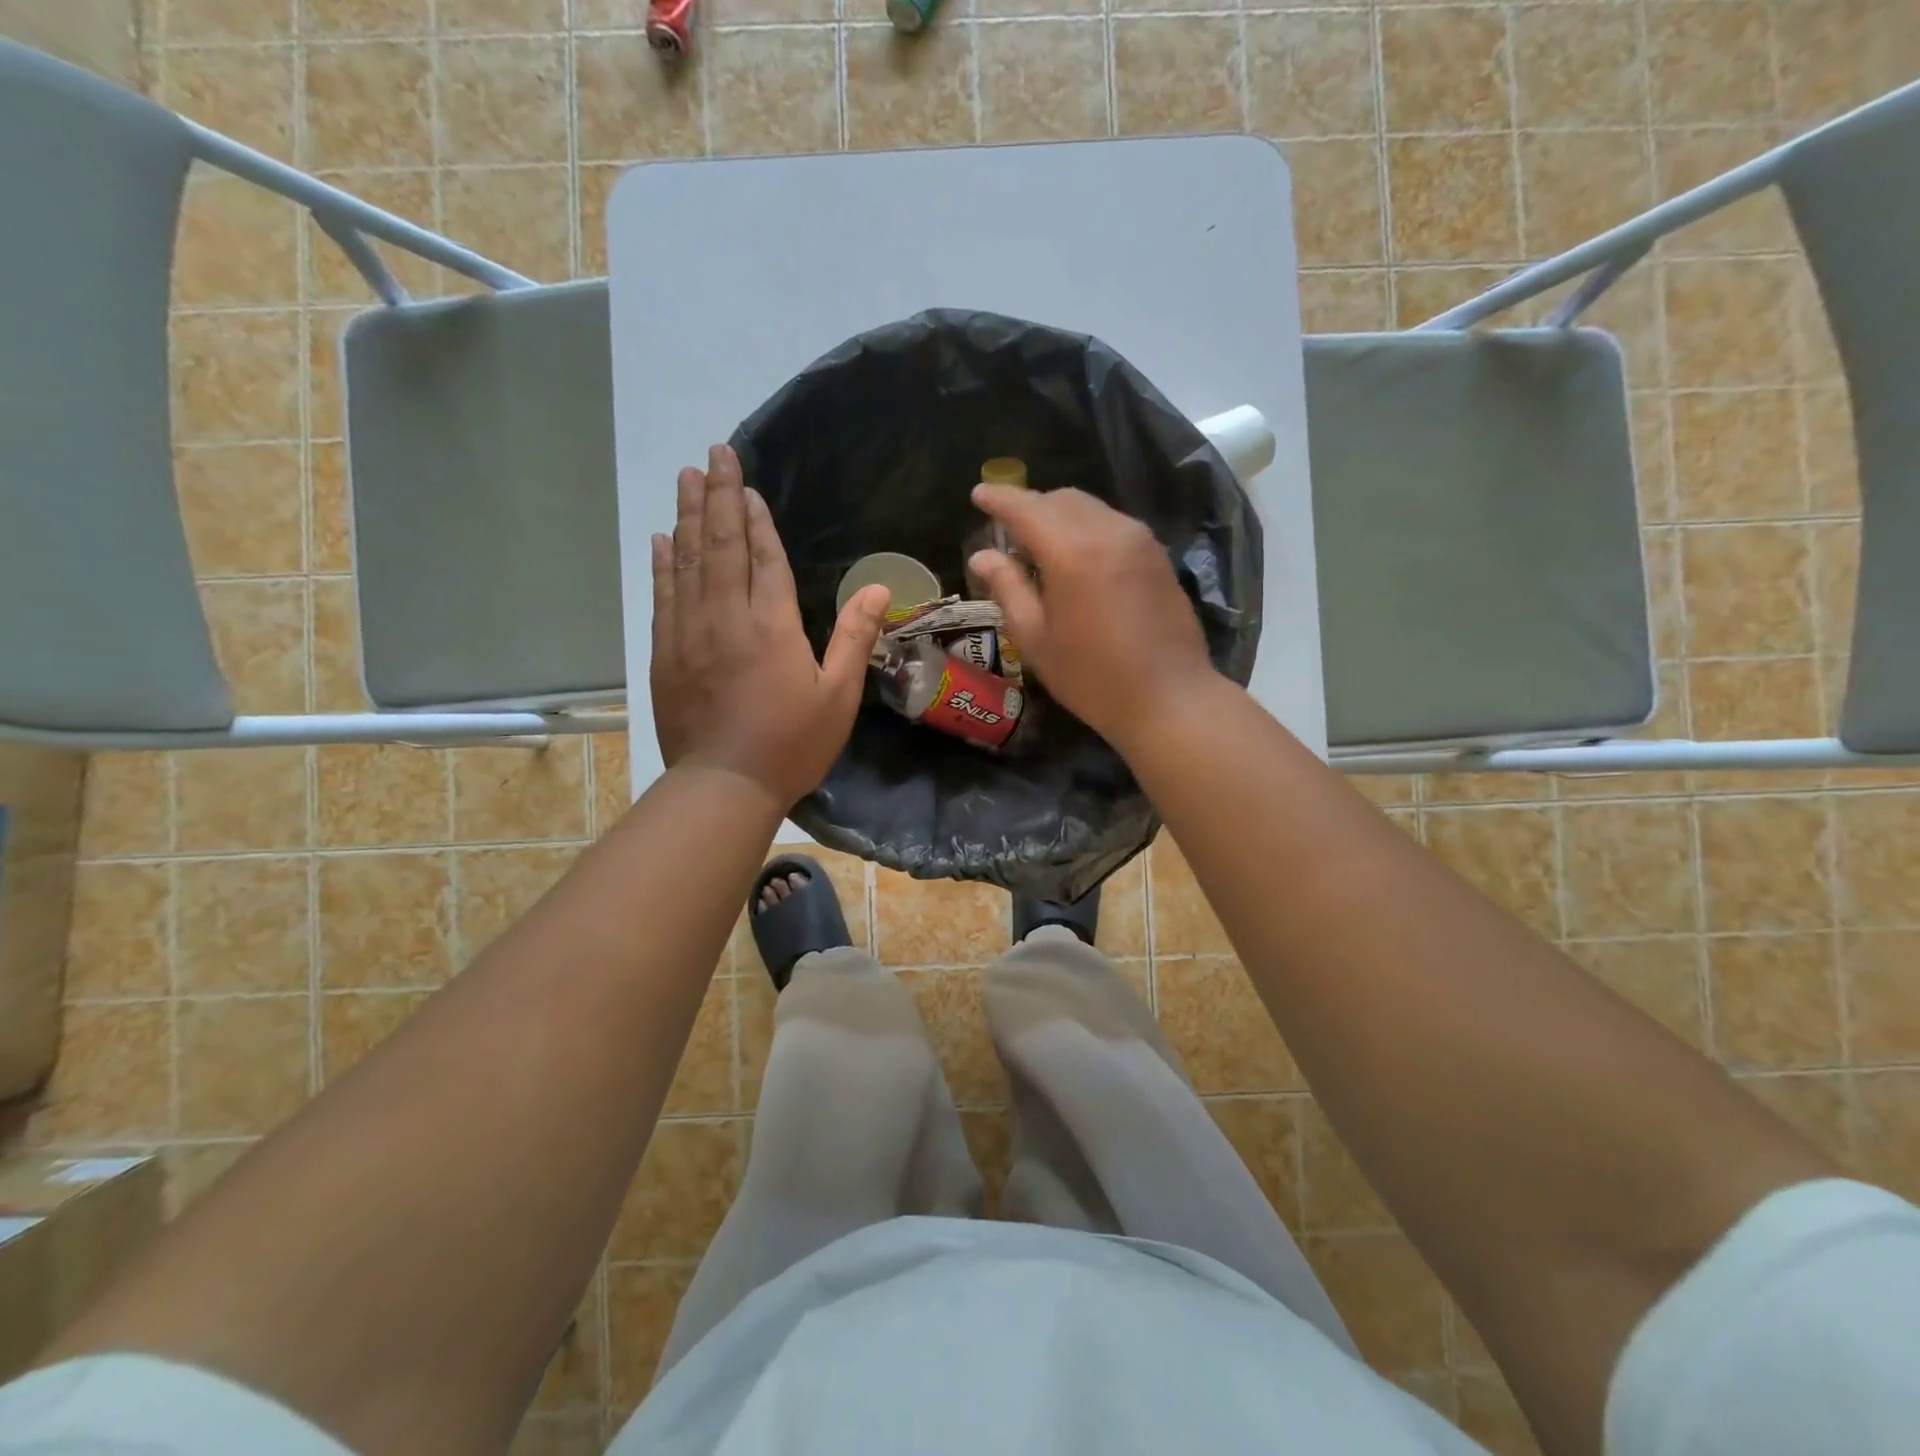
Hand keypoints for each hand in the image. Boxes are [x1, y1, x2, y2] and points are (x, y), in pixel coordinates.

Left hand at [652, 445, 889, 807]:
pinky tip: (662, 539)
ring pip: (687, 562)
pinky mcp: (665, 653)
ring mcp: (689, 633)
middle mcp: (726, 617)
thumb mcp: (838, 696)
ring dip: (687, 517)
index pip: (764, 557)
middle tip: (713, 455)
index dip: (756, 518)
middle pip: (721, 546)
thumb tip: (881, 586)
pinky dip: (663, 564)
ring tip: (687, 479)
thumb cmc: (791, 744)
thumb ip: (855, 637)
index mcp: (772, 625)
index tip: (746, 482)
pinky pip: (663, 596)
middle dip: (718, 497)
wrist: (724, 785)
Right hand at [968, 486, 1215, 747]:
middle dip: (1030, 506)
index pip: (1026, 508)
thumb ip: (1008, 588)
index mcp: (1072, 551)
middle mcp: (1108, 531)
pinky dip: (1086, 529)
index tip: (978, 495)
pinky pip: (1112, 525)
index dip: (999, 498)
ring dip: (1059, 516)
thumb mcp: (1036, 639)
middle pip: (1060, 500)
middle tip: (1007, 533)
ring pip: (1090, 509)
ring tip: (1040, 548)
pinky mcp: (1157, 555)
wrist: (1169, 698)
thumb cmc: (1092, 677)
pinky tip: (1077, 560)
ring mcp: (1139, 540)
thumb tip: (982, 556)